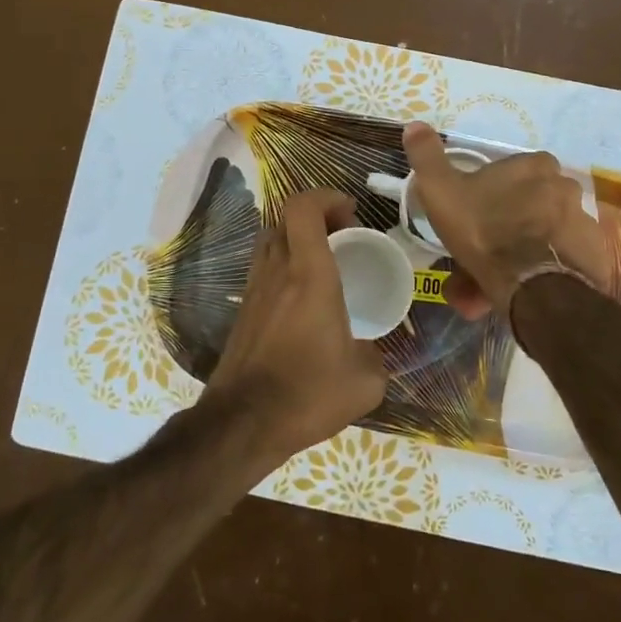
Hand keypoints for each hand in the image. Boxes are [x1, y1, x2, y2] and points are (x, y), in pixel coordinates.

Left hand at [203, 188, 387, 465]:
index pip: (303, 207)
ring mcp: (254, 289)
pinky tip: (303, 298)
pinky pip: (263, 268)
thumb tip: (374, 353)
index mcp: (310, 275)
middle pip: (285, 218)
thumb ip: (377, 357)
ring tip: (324, 264)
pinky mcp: (243, 310)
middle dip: (317, 216)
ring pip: (270, 240)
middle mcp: (277, 271)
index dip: (327, 197)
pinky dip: (284, 265)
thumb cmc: (308, 394)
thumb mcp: (365, 382)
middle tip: (343, 238)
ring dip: (297, 239)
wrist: (243, 423)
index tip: (352, 213)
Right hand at [403, 122, 609, 318]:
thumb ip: (428, 157)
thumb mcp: (442, 190)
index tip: (476, 211)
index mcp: (535, 166)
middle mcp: (566, 188)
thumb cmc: (484, 228)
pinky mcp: (593, 258)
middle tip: (481, 253)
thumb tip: (414, 124)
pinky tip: (518, 291)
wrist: (530, 285)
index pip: (516, 170)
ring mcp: (584, 223)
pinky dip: (540, 272)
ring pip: (543, 235)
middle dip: (506, 226)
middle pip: (531, 204)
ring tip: (493, 282)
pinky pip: (559, 261)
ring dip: (521, 253)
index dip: (494, 190)